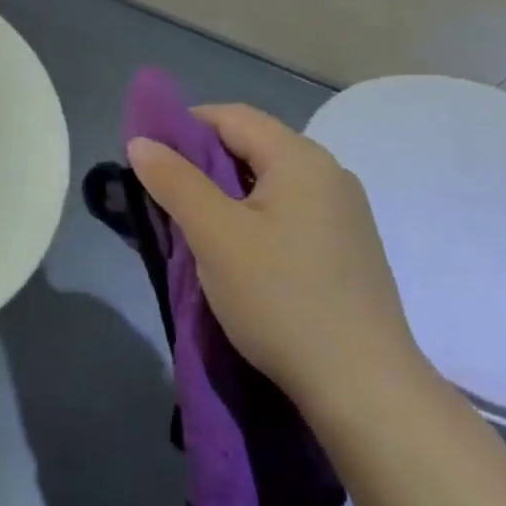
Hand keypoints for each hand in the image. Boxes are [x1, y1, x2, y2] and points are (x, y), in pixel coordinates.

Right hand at [127, 104, 428, 418]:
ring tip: (193, 227)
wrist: (364, 389)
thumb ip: (174, 181)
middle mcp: (329, 174)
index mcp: (300, 158)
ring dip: (225, 194)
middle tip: (163, 196)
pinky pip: (288, 213)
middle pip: (251, 147)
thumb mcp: (214, 235)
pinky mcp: (348, 250)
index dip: (183, 126)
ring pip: (268, 183)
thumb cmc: (281, 298)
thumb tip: (141, 142)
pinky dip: (253, 219)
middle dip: (201, 163)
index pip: (230, 116)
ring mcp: (344, 214)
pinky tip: (237, 254)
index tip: (148, 158)